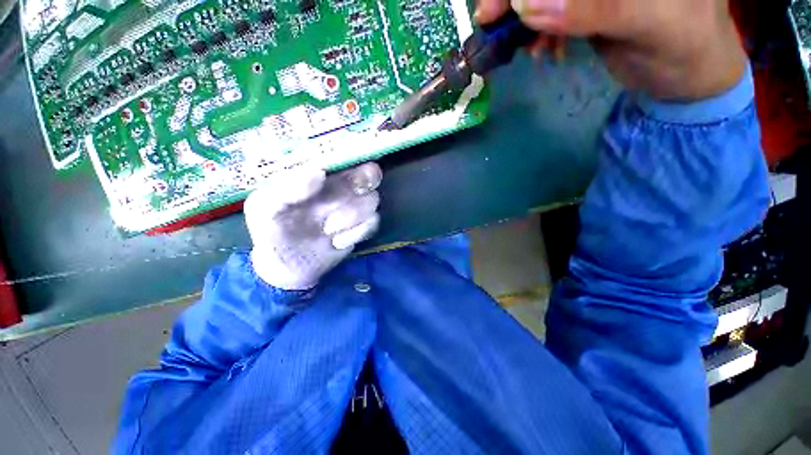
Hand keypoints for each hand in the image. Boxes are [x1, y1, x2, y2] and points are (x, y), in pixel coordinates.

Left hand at [244, 163, 381, 290]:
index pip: (344, 156)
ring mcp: (353, 208)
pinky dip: (357, 233)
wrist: (285, 268)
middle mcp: (340, 188)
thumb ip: (287, 188)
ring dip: (353, 214)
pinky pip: (373, 223)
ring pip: (373, 199)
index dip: (354, 156)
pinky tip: (337, 242)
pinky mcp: (360, 228)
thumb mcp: (264, 208)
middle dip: (365, 181)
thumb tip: (319, 171)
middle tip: (355, 191)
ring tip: (328, 228)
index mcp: (318, 176)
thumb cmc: (270, 231)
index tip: (350, 165)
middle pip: (370, 174)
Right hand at [475, 0, 746, 100]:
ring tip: (530, 47)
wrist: (689, 77)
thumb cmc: (686, 49)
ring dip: (527, 18)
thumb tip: (525, 4)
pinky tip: (543, 49)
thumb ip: (592, 9)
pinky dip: (539, 31)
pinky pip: (552, 12)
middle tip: (490, 22)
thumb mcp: (649, 25)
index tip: (495, 6)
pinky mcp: (589, 6)